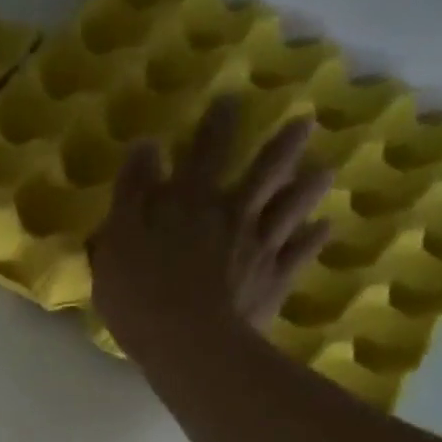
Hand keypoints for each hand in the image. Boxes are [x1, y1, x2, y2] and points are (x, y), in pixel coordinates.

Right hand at [91, 96, 331, 368]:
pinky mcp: (271, 281)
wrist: (188, 343)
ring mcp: (258, 247)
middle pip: (260, 172)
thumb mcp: (118, 241)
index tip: (229, 98)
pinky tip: (322, 229)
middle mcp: (231, 215)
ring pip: (288, 208)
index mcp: (188, 203)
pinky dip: (311, 240)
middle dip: (279, 146)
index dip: (214, 126)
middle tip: (304, 121)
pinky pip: (297, 255)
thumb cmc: (140, 296)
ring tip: (323, 170)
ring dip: (305, 188)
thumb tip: (145, 145)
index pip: (203, 153)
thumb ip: (130, 193)